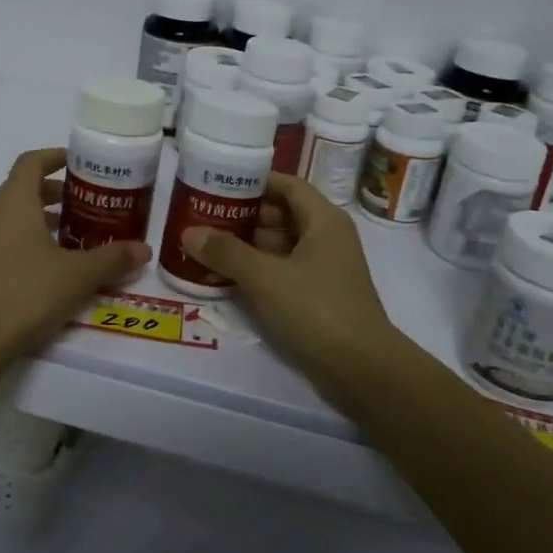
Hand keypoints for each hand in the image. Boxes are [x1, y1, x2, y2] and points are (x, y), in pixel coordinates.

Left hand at [0, 148, 150, 361]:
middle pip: (18, 191)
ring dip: (30, 223)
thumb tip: (144, 250)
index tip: (75, 163)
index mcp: (12, 202)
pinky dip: (11, 246)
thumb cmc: (26, 295)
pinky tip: (29, 275)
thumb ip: (112, 259)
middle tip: (78, 211)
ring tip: (60, 245)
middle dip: (49, 196)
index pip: (31, 162)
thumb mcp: (78, 277)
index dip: (54, 158)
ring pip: (2, 220)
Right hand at [181, 173, 402, 417]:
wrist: (363, 370)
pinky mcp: (320, 296)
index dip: (255, 182)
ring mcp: (325, 269)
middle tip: (204, 218)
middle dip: (244, 216)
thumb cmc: (317, 310)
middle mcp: (328, 238)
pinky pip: (284, 271)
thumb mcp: (266, 278)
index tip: (218, 185)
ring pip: (281, 245)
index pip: (288, 186)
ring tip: (208, 248)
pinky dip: (259, 271)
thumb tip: (189, 232)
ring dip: (248, 246)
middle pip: (282, 215)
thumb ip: (226, 252)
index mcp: (324, 220)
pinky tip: (228, 278)